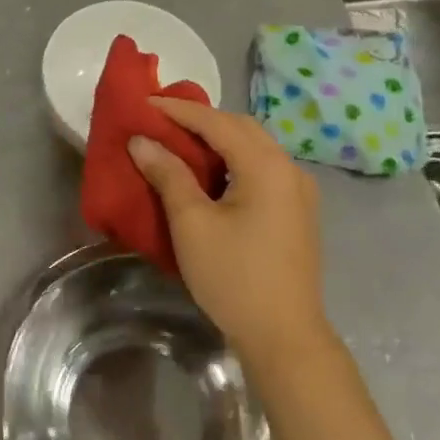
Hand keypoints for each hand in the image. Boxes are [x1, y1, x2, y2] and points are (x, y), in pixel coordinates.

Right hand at [128, 98, 330, 365]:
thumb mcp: (192, 224)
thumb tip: (141, 141)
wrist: (284, 336)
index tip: (144, 103)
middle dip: (201, 119)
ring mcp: (298, 192)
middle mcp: (289, 169)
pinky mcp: (297, 212)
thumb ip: (168, 175)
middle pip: (241, 128)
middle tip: (161, 121)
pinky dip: (233, 160)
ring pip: (254, 148)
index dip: (178, 111)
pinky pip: (262, 168)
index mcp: (266, 166)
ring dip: (218, 139)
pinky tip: (212, 174)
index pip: (217, 122)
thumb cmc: (233, 277)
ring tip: (180, 142)